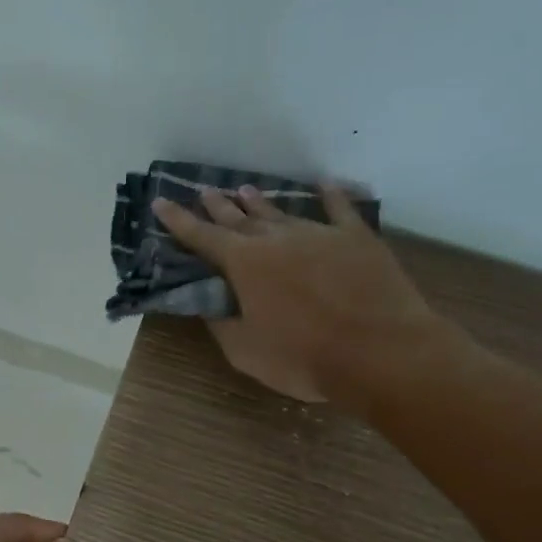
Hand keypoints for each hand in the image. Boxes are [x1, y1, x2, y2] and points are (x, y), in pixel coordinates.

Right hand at [153, 184, 458, 404]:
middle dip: (218, 206)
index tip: (161, 202)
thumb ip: (222, 323)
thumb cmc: (304, 358)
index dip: (179, 221)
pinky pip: (339, 209)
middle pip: (240, 218)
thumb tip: (208, 304)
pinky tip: (323, 184)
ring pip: (282, 212)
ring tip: (244, 189)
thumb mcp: (246, 352)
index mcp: (245, 264)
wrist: (380, 351)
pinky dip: (329, 195)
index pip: (203, 237)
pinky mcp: (357, 238)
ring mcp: (320, 233)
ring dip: (260, 202)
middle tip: (203, 191)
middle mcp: (277, 239)